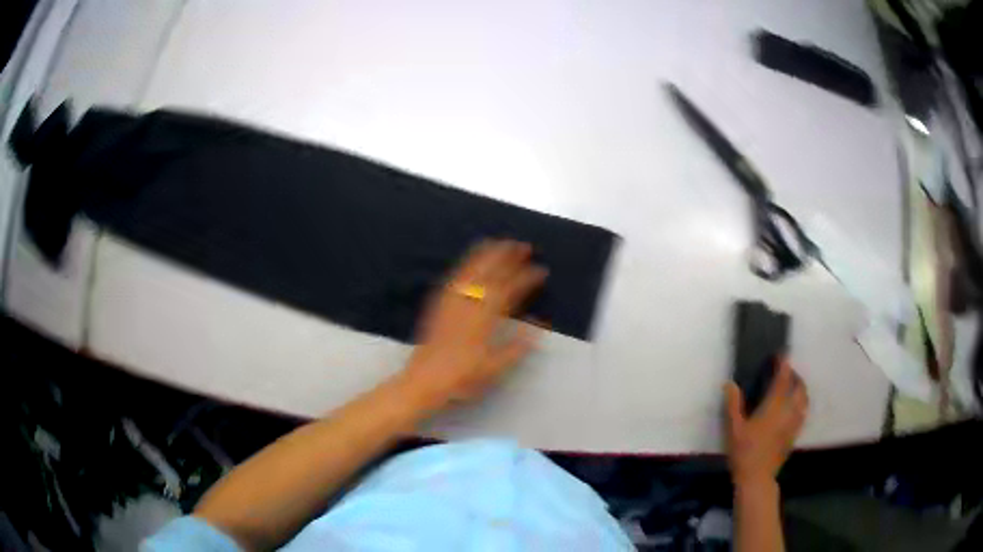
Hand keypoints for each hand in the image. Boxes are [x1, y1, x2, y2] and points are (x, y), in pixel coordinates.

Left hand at [399, 240, 547, 410]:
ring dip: (486, 254)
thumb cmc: (462, 378)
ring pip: (471, 270)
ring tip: (499, 243)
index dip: (527, 278)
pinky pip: (454, 277)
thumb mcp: (495, 368)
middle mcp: (468, 304)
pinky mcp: (438, 304)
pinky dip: (466, 265)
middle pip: (490, 272)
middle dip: (507, 256)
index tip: (541, 270)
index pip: (510, 290)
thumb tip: (540, 327)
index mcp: (485, 318)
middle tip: (523, 245)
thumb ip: (518, 346)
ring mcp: (451, 301)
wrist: (424, 380)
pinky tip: (470, 262)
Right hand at [725, 359, 808, 488]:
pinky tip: (795, 408)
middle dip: (795, 376)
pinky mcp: (794, 435)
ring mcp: (794, 424)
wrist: (757, 478)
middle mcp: (788, 412)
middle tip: (787, 371)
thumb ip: (733, 405)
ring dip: (801, 389)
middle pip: (799, 388)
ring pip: (804, 400)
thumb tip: (729, 384)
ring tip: (794, 387)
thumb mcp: (733, 429)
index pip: (783, 380)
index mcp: (773, 407)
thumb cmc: (744, 452)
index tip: (782, 355)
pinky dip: (801, 404)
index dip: (784, 365)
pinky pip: (803, 413)